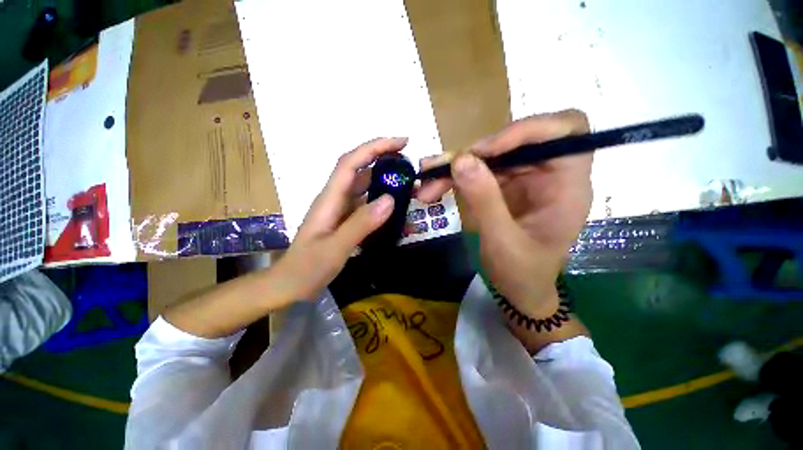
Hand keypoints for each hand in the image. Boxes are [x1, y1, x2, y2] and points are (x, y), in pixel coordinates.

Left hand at [277, 137, 406, 299]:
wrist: (290, 285)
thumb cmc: (307, 268)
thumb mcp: (335, 248)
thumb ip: (361, 224)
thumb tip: (390, 200)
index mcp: (329, 199)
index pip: (351, 163)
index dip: (374, 148)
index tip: (400, 142)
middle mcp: (335, 198)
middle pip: (360, 170)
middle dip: (383, 160)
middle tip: (410, 164)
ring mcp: (341, 210)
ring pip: (365, 187)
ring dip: (385, 182)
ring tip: (409, 185)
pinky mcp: (346, 220)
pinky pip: (366, 205)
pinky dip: (382, 203)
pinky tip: (396, 210)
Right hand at [418, 110, 590, 315]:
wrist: (519, 290)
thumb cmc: (522, 273)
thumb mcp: (502, 241)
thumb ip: (484, 200)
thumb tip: (460, 160)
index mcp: (568, 185)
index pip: (565, 128)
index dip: (526, 129)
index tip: (485, 151)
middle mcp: (548, 174)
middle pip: (517, 139)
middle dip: (476, 152)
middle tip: (443, 167)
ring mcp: (523, 179)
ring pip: (490, 155)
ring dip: (456, 165)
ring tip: (427, 180)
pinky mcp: (503, 186)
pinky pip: (477, 171)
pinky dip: (454, 177)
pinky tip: (432, 187)